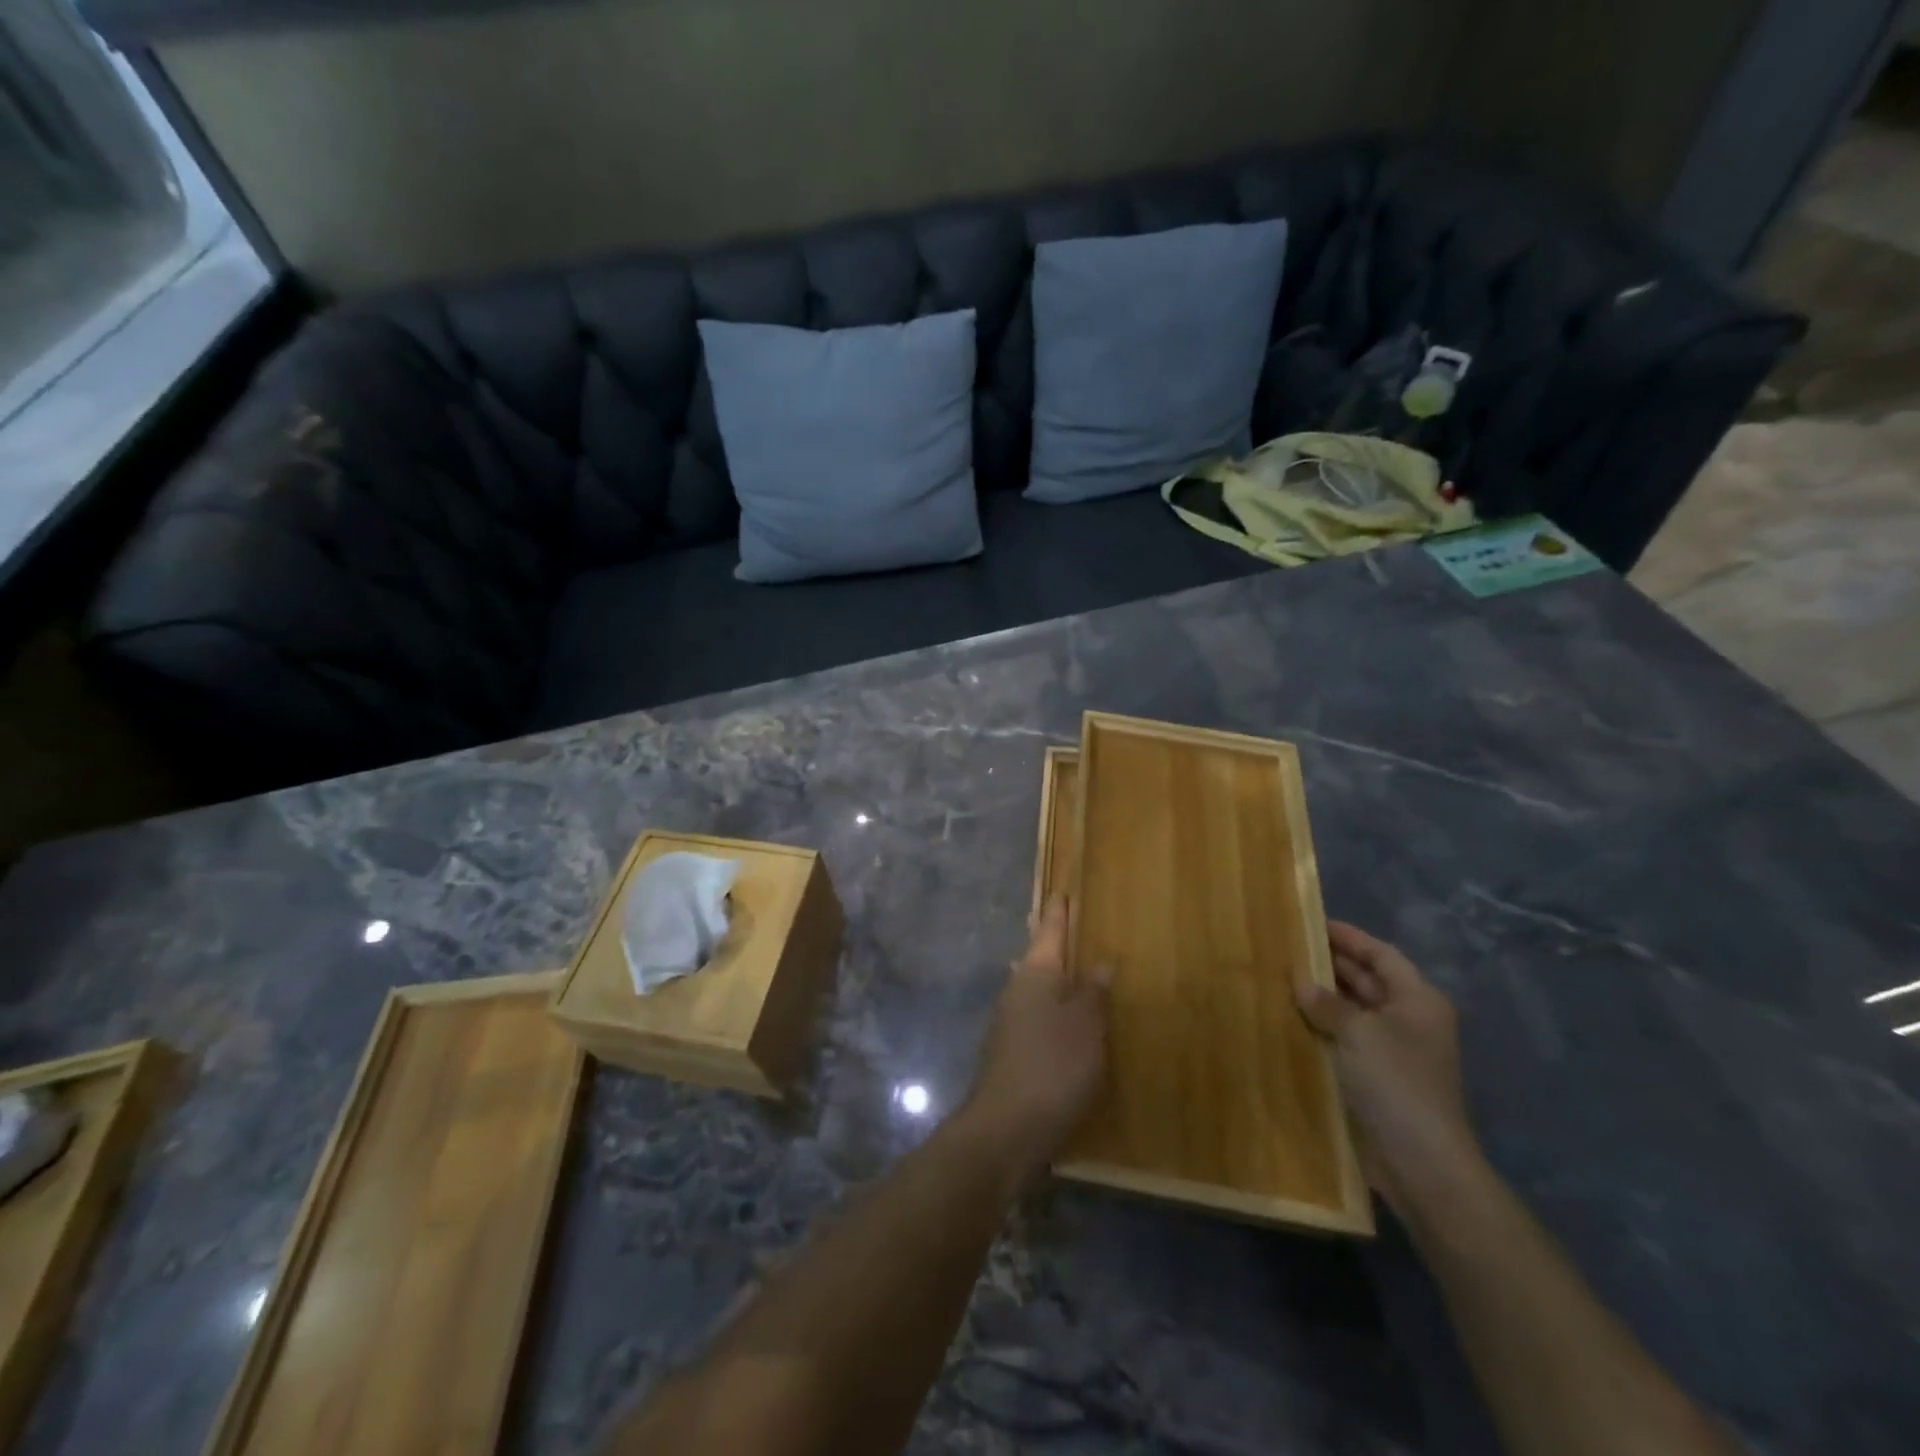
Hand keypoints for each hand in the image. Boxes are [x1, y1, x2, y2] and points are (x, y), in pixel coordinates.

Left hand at [964, 897, 1111, 1183]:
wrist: (1006, 1128)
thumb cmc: (1052, 1067)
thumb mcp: (1084, 1027)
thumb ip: (1092, 994)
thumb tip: (1099, 963)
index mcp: (1035, 974)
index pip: (1049, 931)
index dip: (1058, 912)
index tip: (1062, 891)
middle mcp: (1017, 990)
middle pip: (1038, 957)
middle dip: (1054, 943)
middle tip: (1072, 926)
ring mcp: (1009, 1022)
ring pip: (1035, 988)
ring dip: (1053, 978)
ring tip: (1076, 971)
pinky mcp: (1010, 1052)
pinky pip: (1035, 1016)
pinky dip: (1051, 1009)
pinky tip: (1065, 1022)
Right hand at [1297, 921, 1480, 1214]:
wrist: (1419, 1162)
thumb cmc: (1396, 1083)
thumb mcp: (1358, 1032)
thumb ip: (1327, 1002)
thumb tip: (1300, 979)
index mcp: (1417, 1000)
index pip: (1381, 954)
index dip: (1349, 937)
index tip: (1310, 921)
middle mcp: (1407, 1019)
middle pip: (1366, 979)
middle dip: (1329, 964)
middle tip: (1285, 947)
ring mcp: (1391, 1050)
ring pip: (1351, 1010)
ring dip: (1320, 996)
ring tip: (1278, 978)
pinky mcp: (1373, 1076)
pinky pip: (1343, 1038)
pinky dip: (1319, 1026)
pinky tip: (1287, 1018)